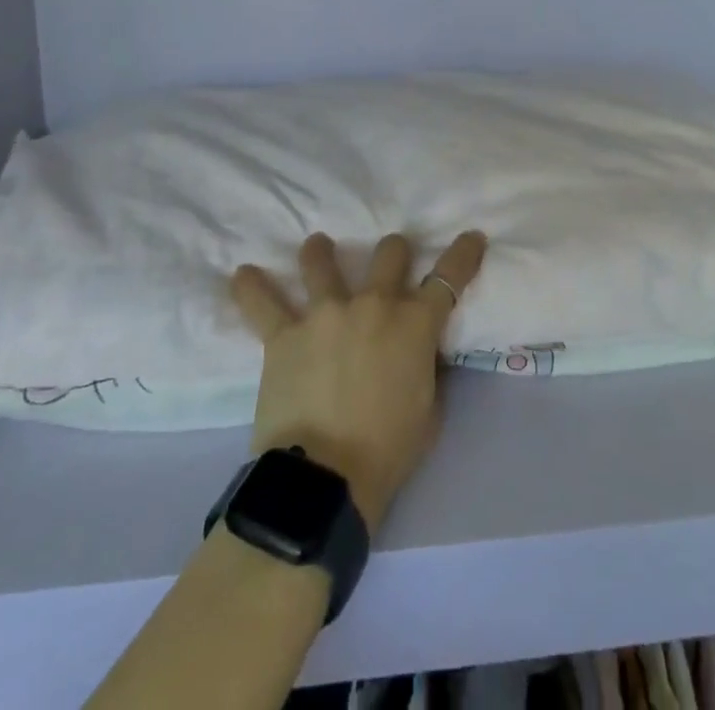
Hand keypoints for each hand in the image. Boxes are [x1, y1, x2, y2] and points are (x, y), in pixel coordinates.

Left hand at [230, 231, 487, 528]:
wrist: (325, 479)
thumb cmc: (388, 450)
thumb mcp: (429, 409)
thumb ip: (426, 368)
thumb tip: (418, 352)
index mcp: (415, 323)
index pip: (449, 277)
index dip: (463, 254)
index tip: (472, 236)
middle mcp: (373, 304)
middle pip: (389, 253)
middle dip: (394, 251)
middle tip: (391, 258)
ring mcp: (325, 314)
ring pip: (323, 262)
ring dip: (321, 252)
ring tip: (318, 246)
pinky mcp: (284, 334)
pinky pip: (262, 303)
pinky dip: (251, 288)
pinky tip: (242, 274)